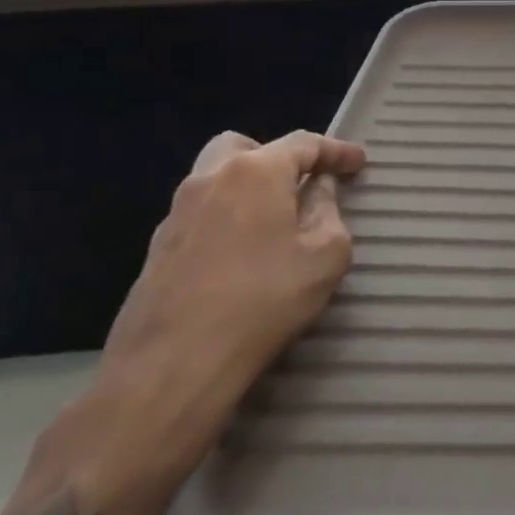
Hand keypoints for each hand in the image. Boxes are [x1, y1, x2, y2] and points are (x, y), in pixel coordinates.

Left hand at [80, 130, 365, 491]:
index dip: (337, 151)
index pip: (303, 144)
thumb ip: (329, 211)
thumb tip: (317, 191)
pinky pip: (201, 215)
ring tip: (275, 222)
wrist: (170, 370)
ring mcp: (175, 216)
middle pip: (244, 147)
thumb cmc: (263, 301)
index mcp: (255, 172)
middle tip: (302, 184)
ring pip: (215, 180)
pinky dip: (227, 219)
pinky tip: (243, 255)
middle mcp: (209, 181)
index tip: (359, 163)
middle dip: (277, 157)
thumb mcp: (326, 255)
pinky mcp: (155, 252)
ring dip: (248, 189)